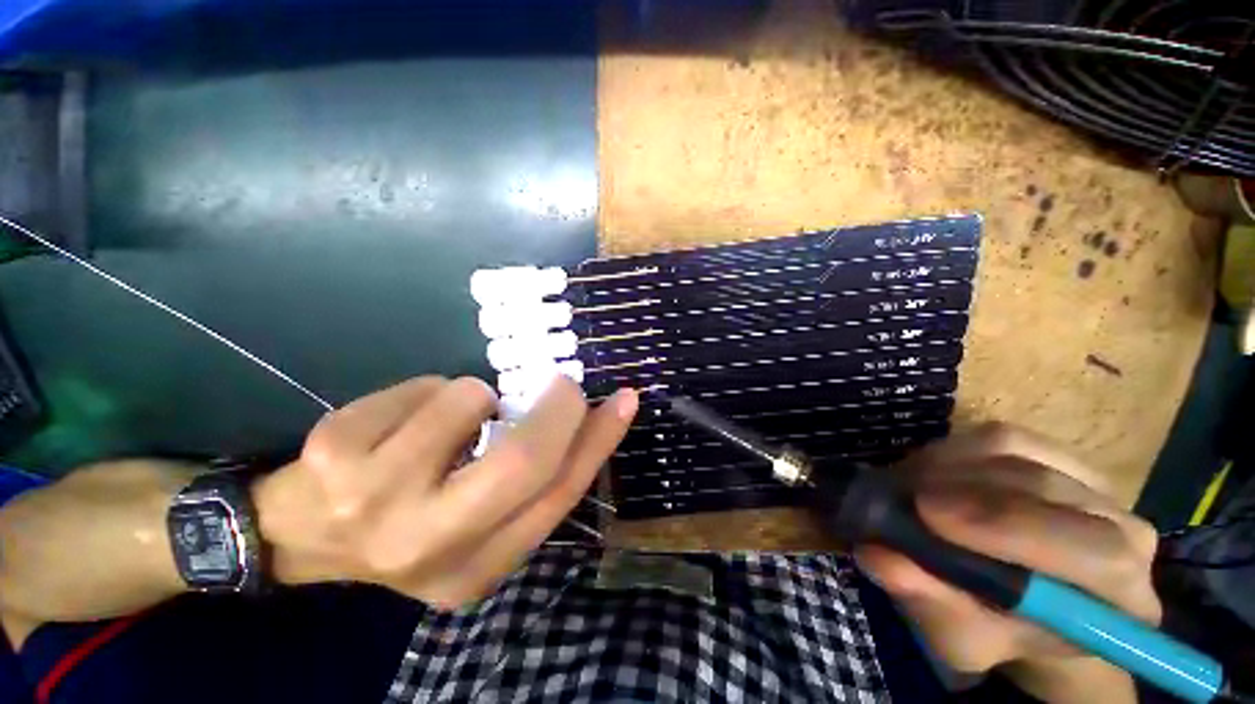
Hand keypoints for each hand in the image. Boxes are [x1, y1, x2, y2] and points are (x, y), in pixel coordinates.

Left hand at [253, 376, 637, 609]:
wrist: (302, 532)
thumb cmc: (411, 520)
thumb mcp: (479, 520)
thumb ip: (533, 480)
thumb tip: (584, 421)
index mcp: (475, 569)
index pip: (557, 496)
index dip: (598, 442)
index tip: (623, 401)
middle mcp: (428, 545)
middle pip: (523, 461)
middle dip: (557, 410)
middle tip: (563, 387)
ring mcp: (373, 498)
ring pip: (470, 402)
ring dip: (477, 397)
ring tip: (451, 420)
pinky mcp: (337, 450)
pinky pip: (425, 386)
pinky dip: (431, 391)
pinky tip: (404, 422)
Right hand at [857, 424, 1160, 703]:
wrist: (1018, 605)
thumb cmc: (995, 632)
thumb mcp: (957, 636)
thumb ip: (928, 601)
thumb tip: (878, 556)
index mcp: (1121, 600)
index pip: (1096, 554)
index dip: (1010, 528)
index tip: (927, 513)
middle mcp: (1127, 534)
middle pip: (1050, 491)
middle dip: (967, 490)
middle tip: (904, 494)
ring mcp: (1094, 485)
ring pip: (1021, 454)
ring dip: (951, 466)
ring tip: (908, 485)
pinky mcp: (1058, 455)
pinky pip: (1005, 438)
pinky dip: (955, 449)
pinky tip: (929, 470)